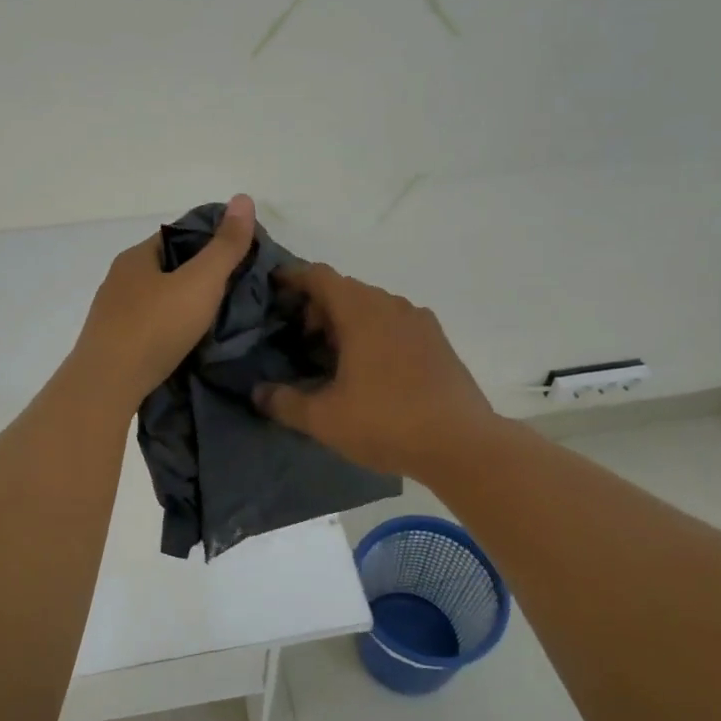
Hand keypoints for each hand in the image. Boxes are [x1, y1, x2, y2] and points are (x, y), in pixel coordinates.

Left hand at [70, 195, 257, 411]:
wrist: (107, 385)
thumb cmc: (155, 327)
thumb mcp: (200, 282)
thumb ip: (225, 246)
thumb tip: (244, 198)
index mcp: (136, 257)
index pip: (178, 236)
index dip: (210, 242)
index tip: (241, 257)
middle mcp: (119, 281)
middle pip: (168, 269)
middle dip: (200, 276)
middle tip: (236, 291)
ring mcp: (113, 315)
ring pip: (158, 300)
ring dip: (184, 306)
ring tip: (218, 320)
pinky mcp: (114, 346)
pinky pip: (150, 328)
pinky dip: (171, 330)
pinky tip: (188, 343)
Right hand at [253, 265, 497, 479]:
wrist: (462, 444)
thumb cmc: (386, 422)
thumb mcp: (324, 419)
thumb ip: (284, 402)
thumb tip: (258, 393)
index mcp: (361, 312)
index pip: (319, 276)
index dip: (292, 277)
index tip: (273, 288)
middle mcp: (391, 305)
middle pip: (346, 289)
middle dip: (318, 306)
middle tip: (299, 338)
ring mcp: (420, 321)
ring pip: (373, 306)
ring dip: (347, 321)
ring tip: (332, 356)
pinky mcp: (438, 341)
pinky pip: (395, 323)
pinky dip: (374, 332)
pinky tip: (369, 369)